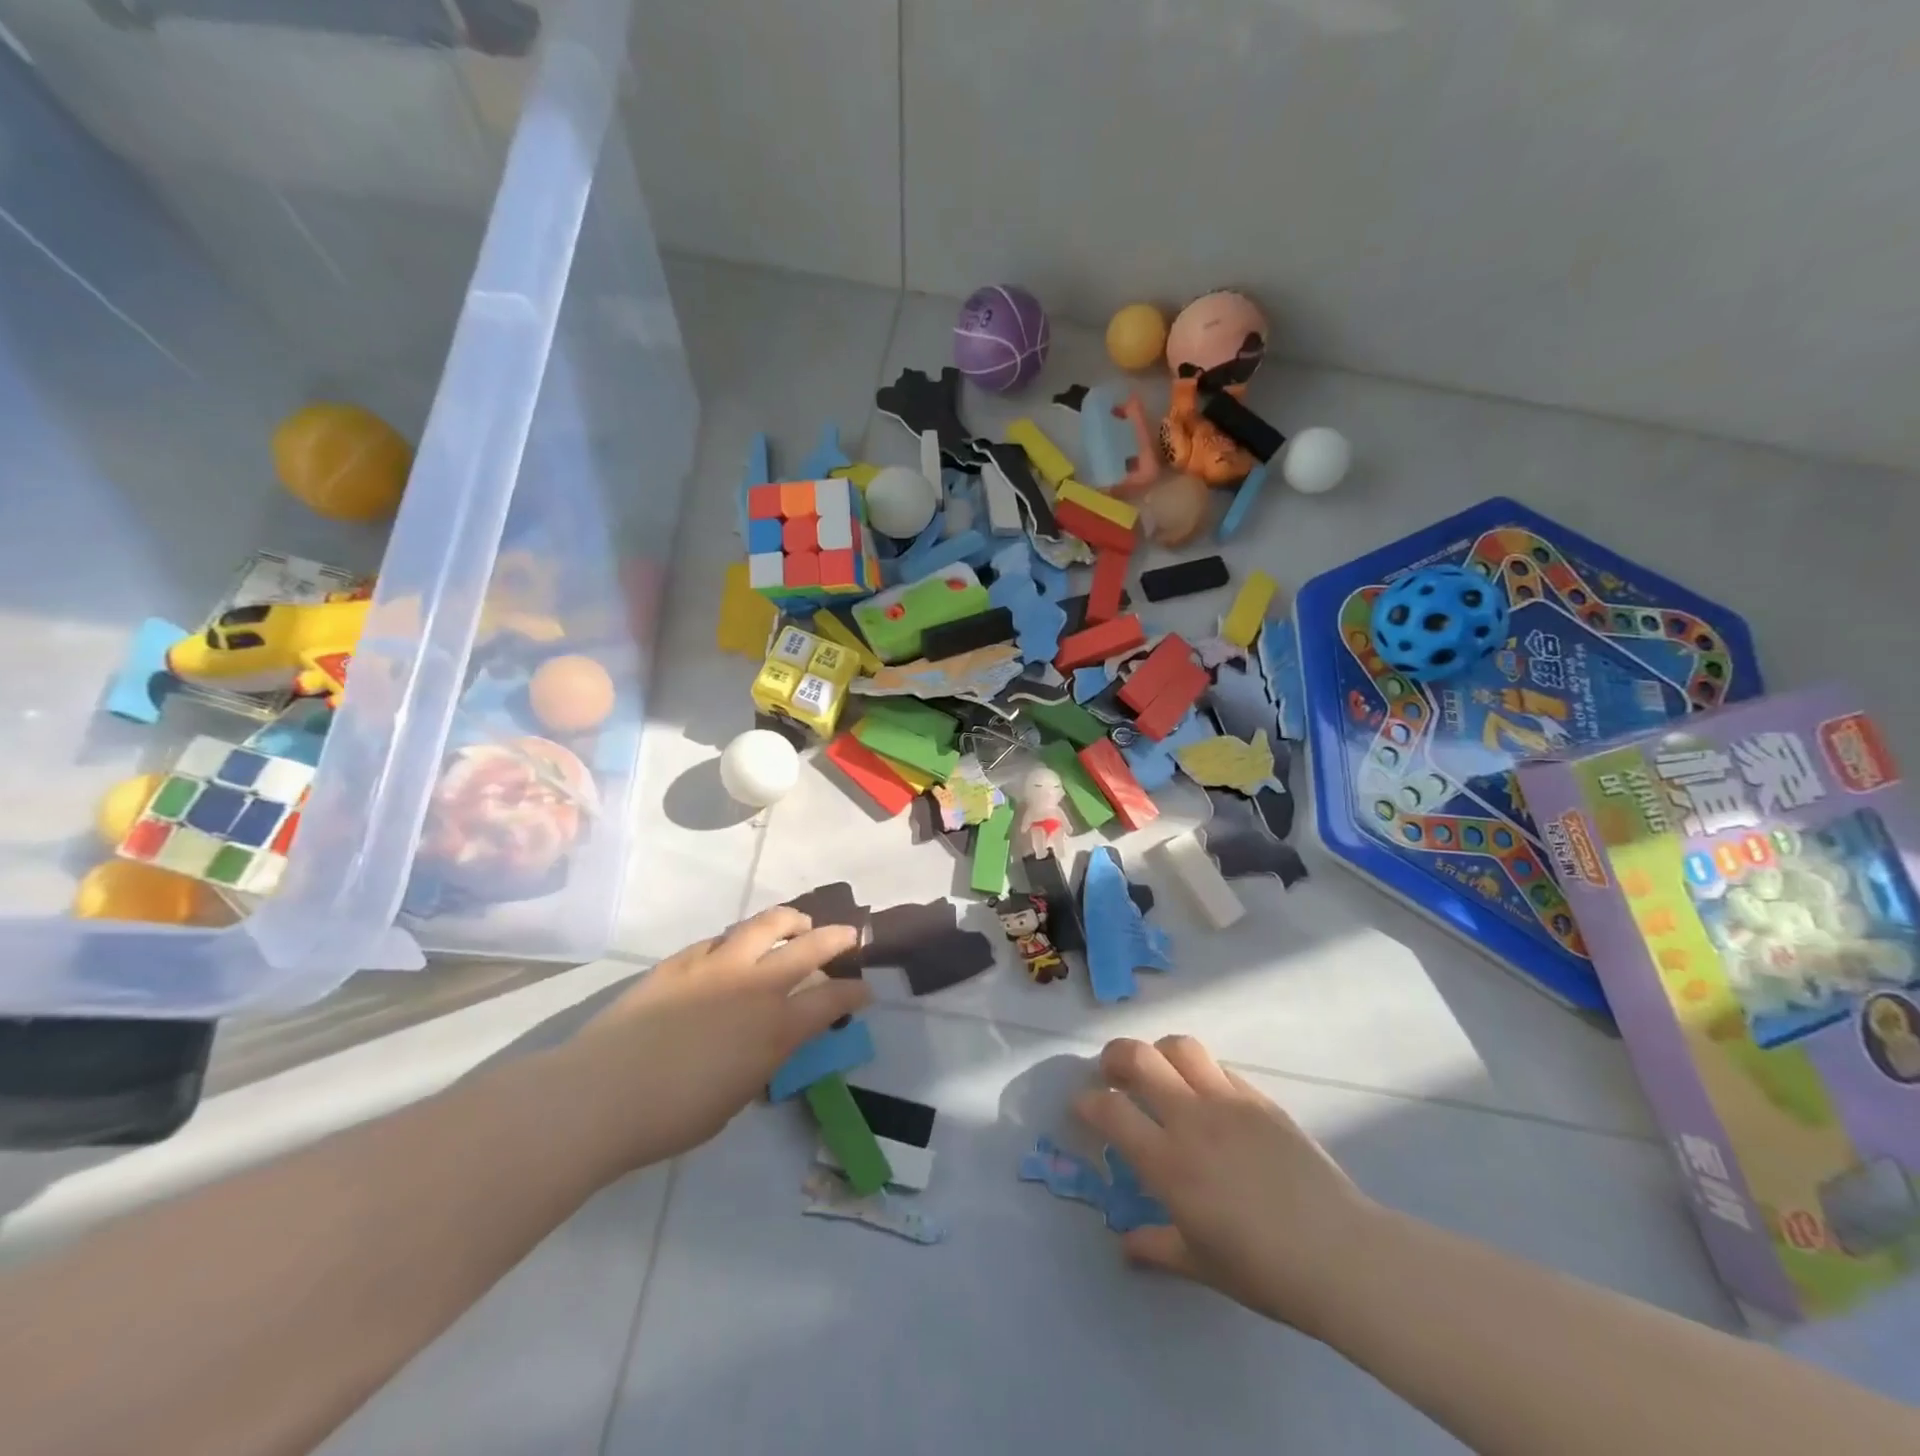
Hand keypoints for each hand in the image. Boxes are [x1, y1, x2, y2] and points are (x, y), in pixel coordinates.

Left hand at [560, 907, 868, 1173]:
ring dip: (790, 921)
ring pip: (765, 924)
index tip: (864, 990)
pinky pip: (719, 940)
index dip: (854, 992)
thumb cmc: (672, 1117)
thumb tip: (768, 1041)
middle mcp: (755, 986)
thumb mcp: (736, 1097)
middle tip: (848, 937)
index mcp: (775, 1028)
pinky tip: (733, 949)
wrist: (601, 1096)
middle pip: (810, 946)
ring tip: (797, 924)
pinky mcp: (681, 961)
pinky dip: (736, 941)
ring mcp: (717, 966)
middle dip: (837, 938)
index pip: (832, 999)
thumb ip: (761, 1060)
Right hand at [1076, 1035, 1379, 1336]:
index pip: (1110, 1111)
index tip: (1082, 1107)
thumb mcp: (1202, 1265)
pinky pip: (1219, 1067)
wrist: (1341, 1255)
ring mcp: (1228, 1102)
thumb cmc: (1264, 1270)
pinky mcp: (1259, 1099)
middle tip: (1110, 1072)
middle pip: (1139, 1058)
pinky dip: (1200, 1071)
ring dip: (1158, 1052)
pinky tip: (1206, 1095)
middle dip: (1114, 1057)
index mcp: (1168, 1162)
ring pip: (1179, 1047)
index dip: (1087, 1102)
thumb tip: (1125, 1244)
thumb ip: (1156, 1246)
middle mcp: (1191, 1119)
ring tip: (1157, 1071)